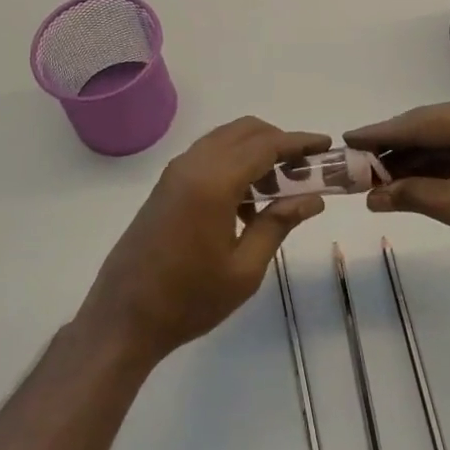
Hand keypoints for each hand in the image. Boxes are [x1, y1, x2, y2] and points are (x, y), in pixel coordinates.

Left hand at [79, 118, 330, 365]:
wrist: (122, 318)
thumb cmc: (189, 300)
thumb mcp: (244, 269)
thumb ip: (279, 224)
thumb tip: (313, 199)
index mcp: (214, 182)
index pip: (267, 145)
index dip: (299, 142)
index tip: (326, 145)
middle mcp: (194, 164)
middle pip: (245, 131)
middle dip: (279, 141)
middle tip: (305, 168)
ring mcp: (176, 172)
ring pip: (225, 139)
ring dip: (256, 150)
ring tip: (280, 187)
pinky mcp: (166, 184)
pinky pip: (208, 155)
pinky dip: (234, 162)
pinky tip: (247, 201)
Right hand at [345, 98, 449, 284]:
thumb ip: (413, 194)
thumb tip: (370, 195)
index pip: (423, 122)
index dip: (382, 133)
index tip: (347, 138)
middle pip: (430, 128)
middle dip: (393, 147)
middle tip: (354, 161)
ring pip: (442, 142)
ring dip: (410, 161)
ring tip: (371, 176)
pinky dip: (432, 169)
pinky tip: (403, 180)